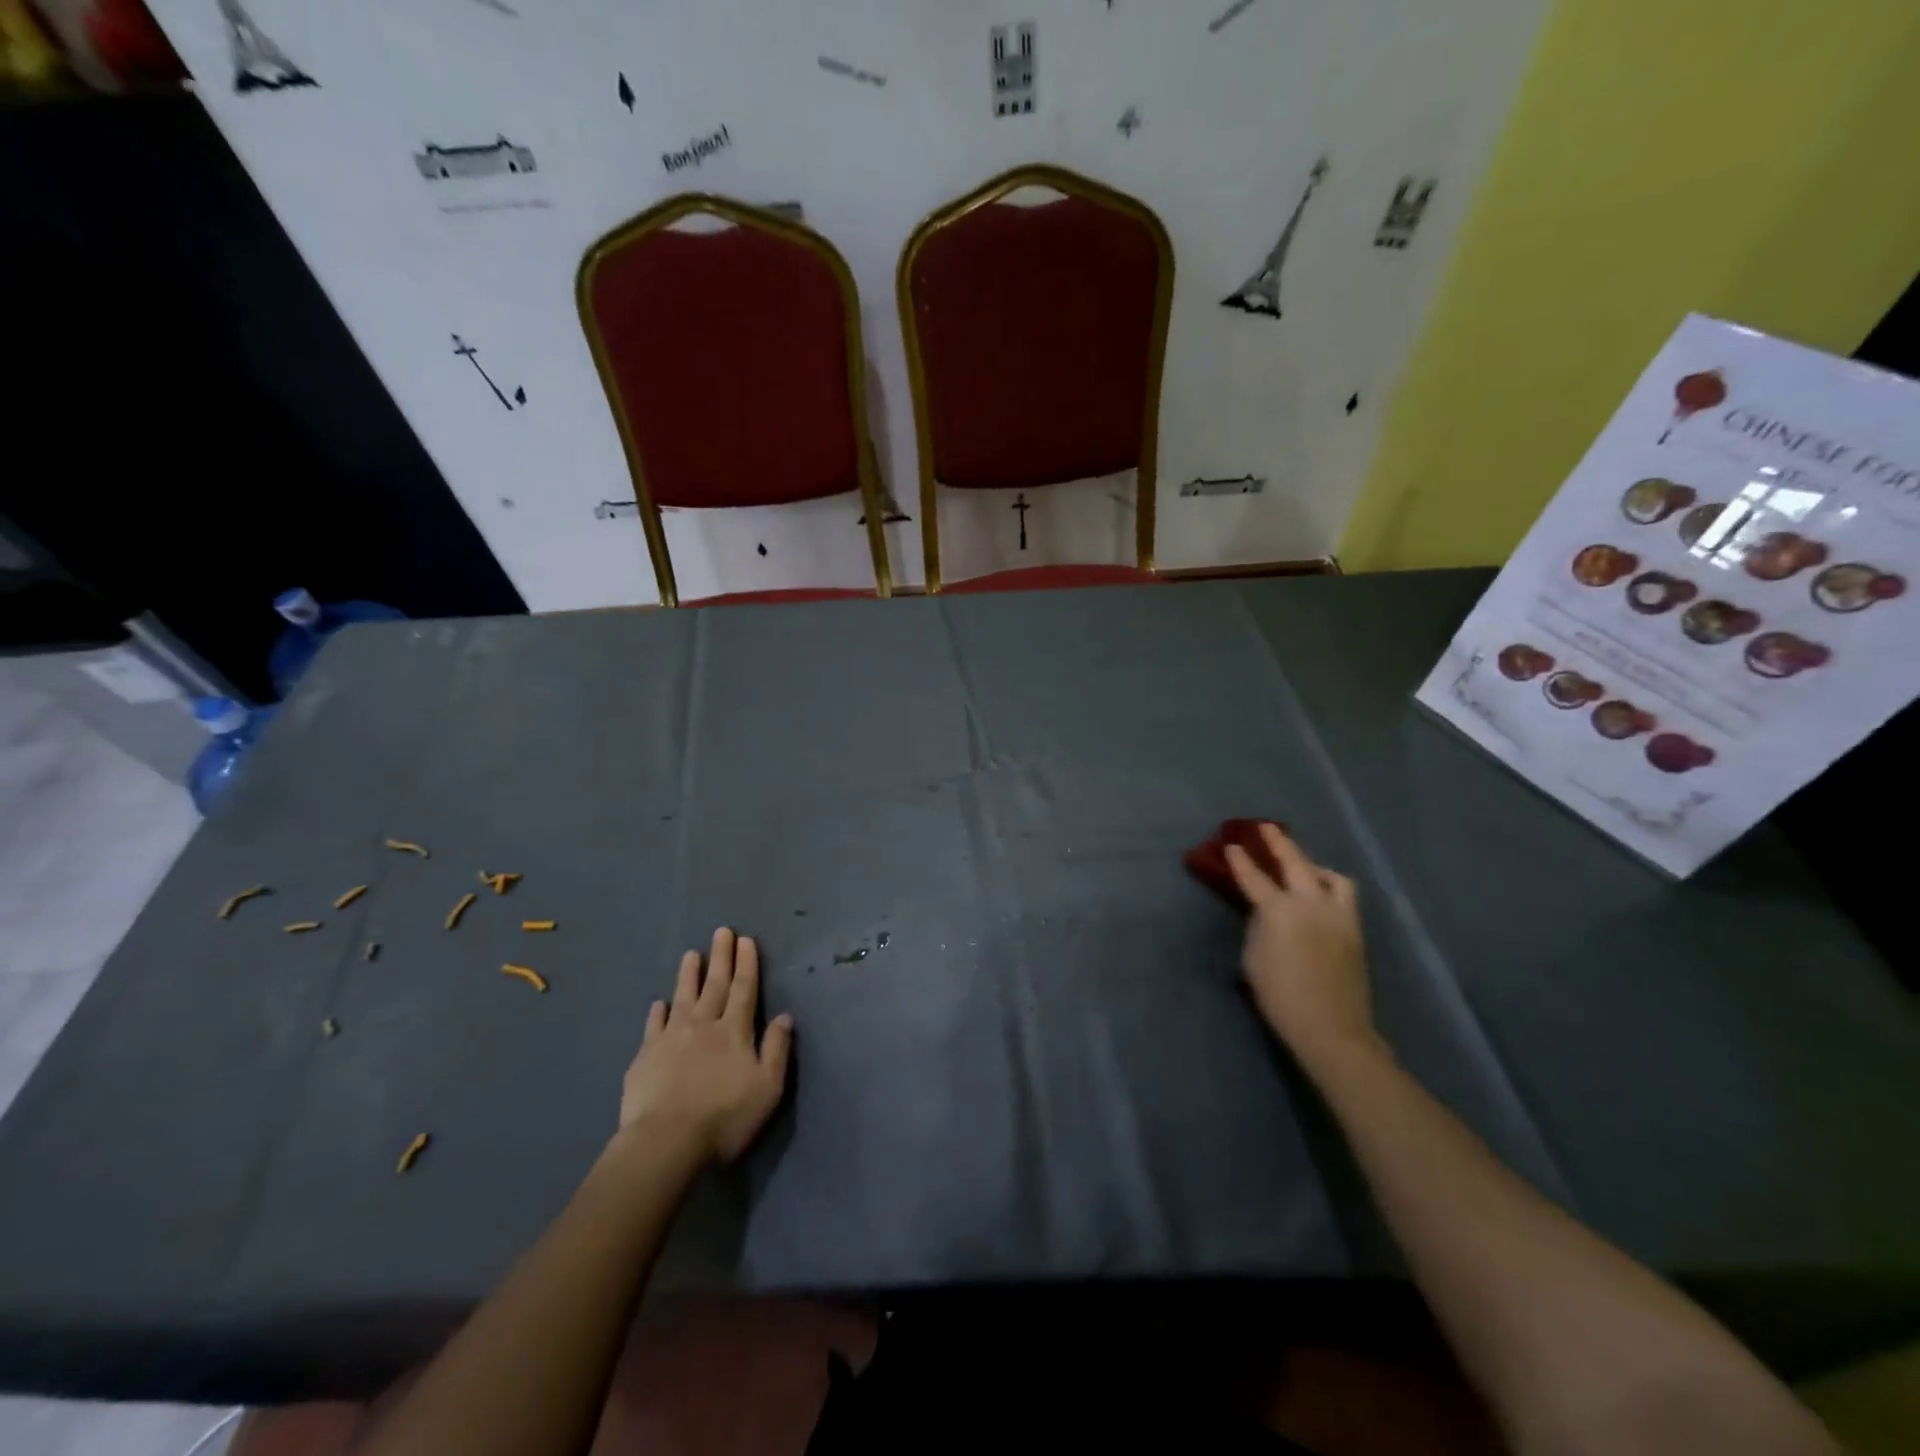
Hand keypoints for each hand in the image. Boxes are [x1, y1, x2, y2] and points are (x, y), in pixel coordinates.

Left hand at [618, 927, 793, 1163]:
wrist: (665, 1142)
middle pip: (715, 985)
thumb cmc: (724, 1117)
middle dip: (721, 958)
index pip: (744, 990)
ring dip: (689, 975)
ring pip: (683, 998)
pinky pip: (653, 1026)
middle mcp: (704, 1026)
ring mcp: (671, 1038)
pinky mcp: (645, 1057)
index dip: (747, 964)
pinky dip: (658, 1012)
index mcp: (735, 1032)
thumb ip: (777, 1049)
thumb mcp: (767, 1087)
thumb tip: (785, 1016)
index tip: (746, 940)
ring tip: (691, 954)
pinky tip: (658, 1003)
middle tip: (722, 931)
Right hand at [1223, 824, 1380, 1073]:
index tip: (1232, 845)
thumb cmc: (1280, 997)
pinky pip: (1343, 896)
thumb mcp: (1253, 958)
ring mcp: (1338, 915)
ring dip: (1313, 866)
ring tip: (1302, 868)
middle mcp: (1311, 904)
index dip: (1241, 861)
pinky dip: (1329, 887)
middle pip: (1296, 863)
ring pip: (1330, 877)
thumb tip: (1264, 913)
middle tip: (1266, 828)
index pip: (1255, 878)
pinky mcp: (1354, 930)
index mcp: (1279, 911)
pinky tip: (1320, 896)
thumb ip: (1258, 926)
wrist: (1331, 1028)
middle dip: (1279, 843)